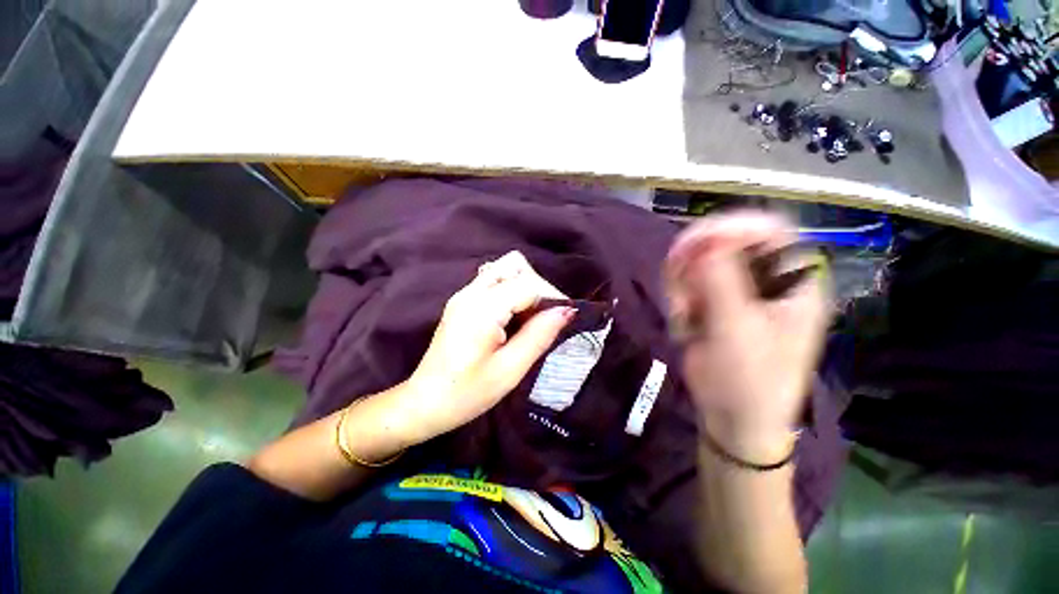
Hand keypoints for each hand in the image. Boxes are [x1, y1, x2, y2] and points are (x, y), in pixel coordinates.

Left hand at [398, 251, 573, 444]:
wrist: (423, 403)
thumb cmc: (467, 393)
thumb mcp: (509, 370)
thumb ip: (539, 335)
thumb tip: (566, 310)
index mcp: (482, 308)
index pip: (528, 283)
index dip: (551, 296)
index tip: (562, 319)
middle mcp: (471, 292)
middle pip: (515, 266)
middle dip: (538, 287)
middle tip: (545, 318)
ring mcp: (463, 294)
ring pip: (504, 270)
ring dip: (524, 287)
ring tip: (531, 318)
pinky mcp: (461, 301)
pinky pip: (493, 282)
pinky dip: (511, 291)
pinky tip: (513, 317)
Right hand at [665, 211, 829, 459]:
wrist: (733, 418)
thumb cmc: (750, 380)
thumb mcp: (737, 330)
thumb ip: (722, 282)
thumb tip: (706, 240)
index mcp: (792, 281)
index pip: (768, 230)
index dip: (731, 228)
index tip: (694, 246)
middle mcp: (765, 280)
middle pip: (725, 244)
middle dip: (695, 264)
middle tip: (680, 290)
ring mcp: (736, 291)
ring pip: (698, 263)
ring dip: (682, 287)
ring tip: (684, 318)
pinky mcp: (712, 304)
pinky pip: (686, 284)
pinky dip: (678, 300)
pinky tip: (683, 325)